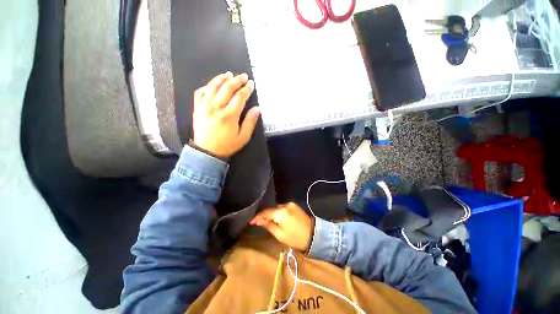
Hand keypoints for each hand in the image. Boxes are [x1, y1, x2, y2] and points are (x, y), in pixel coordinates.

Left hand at [192, 72, 259, 158]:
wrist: (207, 152)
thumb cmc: (227, 145)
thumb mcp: (243, 137)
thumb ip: (250, 122)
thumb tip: (257, 109)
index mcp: (229, 116)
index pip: (239, 97)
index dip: (246, 89)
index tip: (251, 84)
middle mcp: (216, 108)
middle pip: (227, 88)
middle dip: (236, 80)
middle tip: (243, 76)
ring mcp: (204, 107)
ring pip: (212, 87)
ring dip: (221, 78)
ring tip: (228, 74)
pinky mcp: (197, 109)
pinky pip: (200, 93)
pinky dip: (206, 87)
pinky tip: (212, 86)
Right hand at [250, 202, 313, 251]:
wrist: (314, 235)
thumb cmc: (296, 238)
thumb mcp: (280, 235)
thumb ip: (268, 225)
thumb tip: (258, 221)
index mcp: (281, 213)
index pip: (266, 212)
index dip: (257, 216)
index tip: (251, 221)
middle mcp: (285, 205)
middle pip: (271, 209)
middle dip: (264, 215)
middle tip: (257, 222)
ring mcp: (290, 204)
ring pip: (276, 208)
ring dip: (271, 213)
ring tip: (266, 220)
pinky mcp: (294, 205)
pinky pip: (282, 208)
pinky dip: (278, 212)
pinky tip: (276, 217)